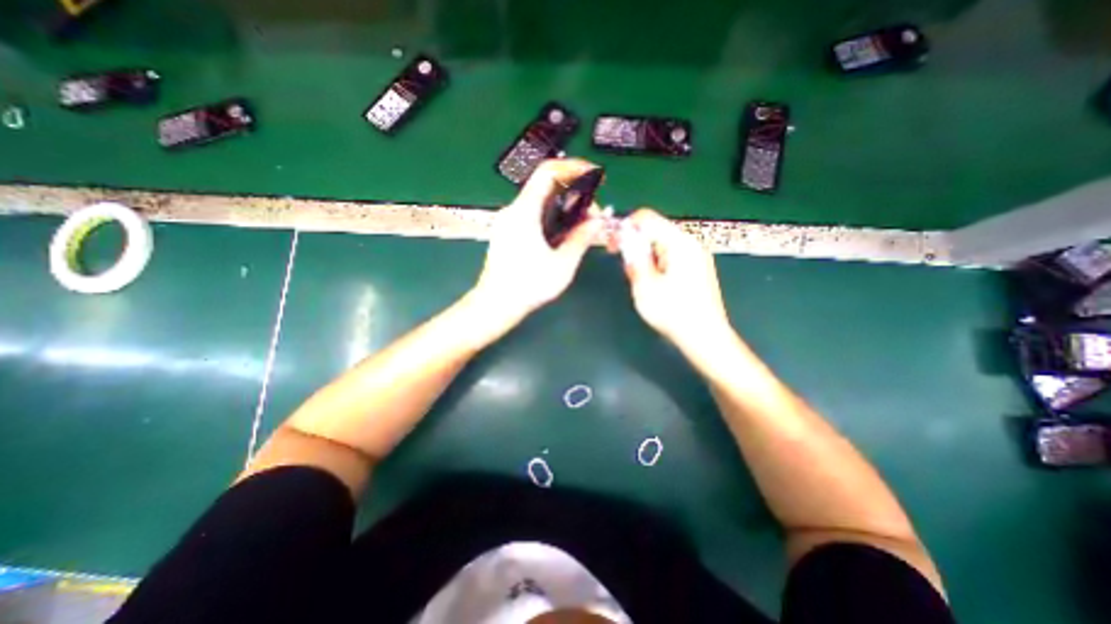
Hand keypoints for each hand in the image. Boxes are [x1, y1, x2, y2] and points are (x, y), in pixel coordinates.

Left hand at [470, 158, 603, 326]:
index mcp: (524, 212)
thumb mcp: (562, 265)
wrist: (495, 304)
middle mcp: (513, 211)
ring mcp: (508, 221)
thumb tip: (596, 222)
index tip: (593, 174)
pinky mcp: (508, 232)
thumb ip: (581, 239)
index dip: (573, 167)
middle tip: (593, 211)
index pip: (548, 172)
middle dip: (574, 192)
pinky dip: (552, 216)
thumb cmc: (528, 286)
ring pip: (540, 201)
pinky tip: (564, 234)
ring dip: (564, 206)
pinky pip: (533, 214)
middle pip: (546, 186)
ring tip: (583, 224)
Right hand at [615, 210, 729, 351]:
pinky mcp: (697, 268)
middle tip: (627, 269)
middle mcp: (690, 243)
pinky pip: (671, 255)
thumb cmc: (673, 313)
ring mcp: (696, 255)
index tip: (613, 246)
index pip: (646, 218)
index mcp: (679, 243)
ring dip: (645, 256)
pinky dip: (657, 263)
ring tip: (642, 281)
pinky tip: (656, 284)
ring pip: (661, 244)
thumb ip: (633, 257)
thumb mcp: (645, 286)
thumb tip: (624, 237)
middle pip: (655, 230)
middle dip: (635, 245)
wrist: (705, 337)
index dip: (625, 227)